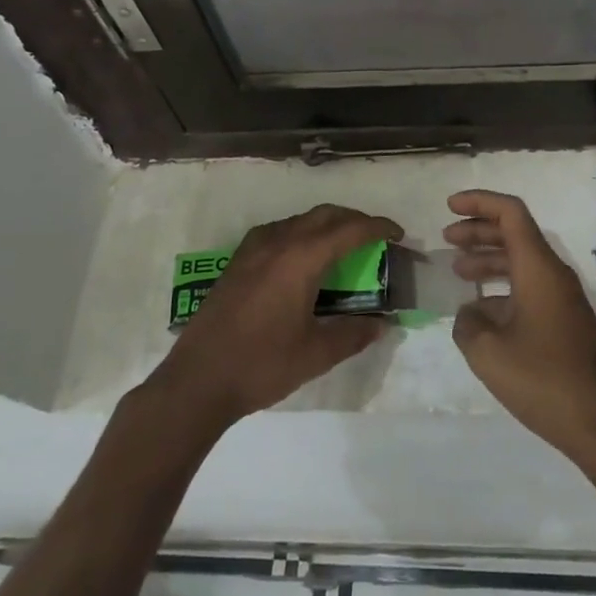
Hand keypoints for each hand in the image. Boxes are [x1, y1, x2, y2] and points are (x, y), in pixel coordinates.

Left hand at [151, 204, 399, 426]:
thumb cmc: (261, 365)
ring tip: (344, 248)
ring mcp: (253, 249)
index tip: (398, 235)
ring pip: (300, 221)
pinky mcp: (237, 262)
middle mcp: (278, 242)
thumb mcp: (316, 354)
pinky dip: (301, 234)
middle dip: (355, 220)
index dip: (378, 227)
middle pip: (325, 215)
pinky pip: (278, 232)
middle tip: (376, 239)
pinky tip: (303, 261)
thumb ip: (353, 333)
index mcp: (301, 259)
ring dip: (327, 226)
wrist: (197, 380)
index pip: (350, 230)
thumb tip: (382, 323)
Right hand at [445, 190, 595, 456]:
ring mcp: (564, 298)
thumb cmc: (543, 379)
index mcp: (538, 268)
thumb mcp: (488, 352)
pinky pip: (531, 287)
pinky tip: (482, 310)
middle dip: (479, 230)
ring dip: (490, 259)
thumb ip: (468, 323)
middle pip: (515, 234)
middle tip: (448, 238)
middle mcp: (554, 274)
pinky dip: (504, 286)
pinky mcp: (567, 322)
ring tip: (459, 270)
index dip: (479, 202)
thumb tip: (470, 313)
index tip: (449, 206)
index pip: (510, 213)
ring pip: (523, 262)